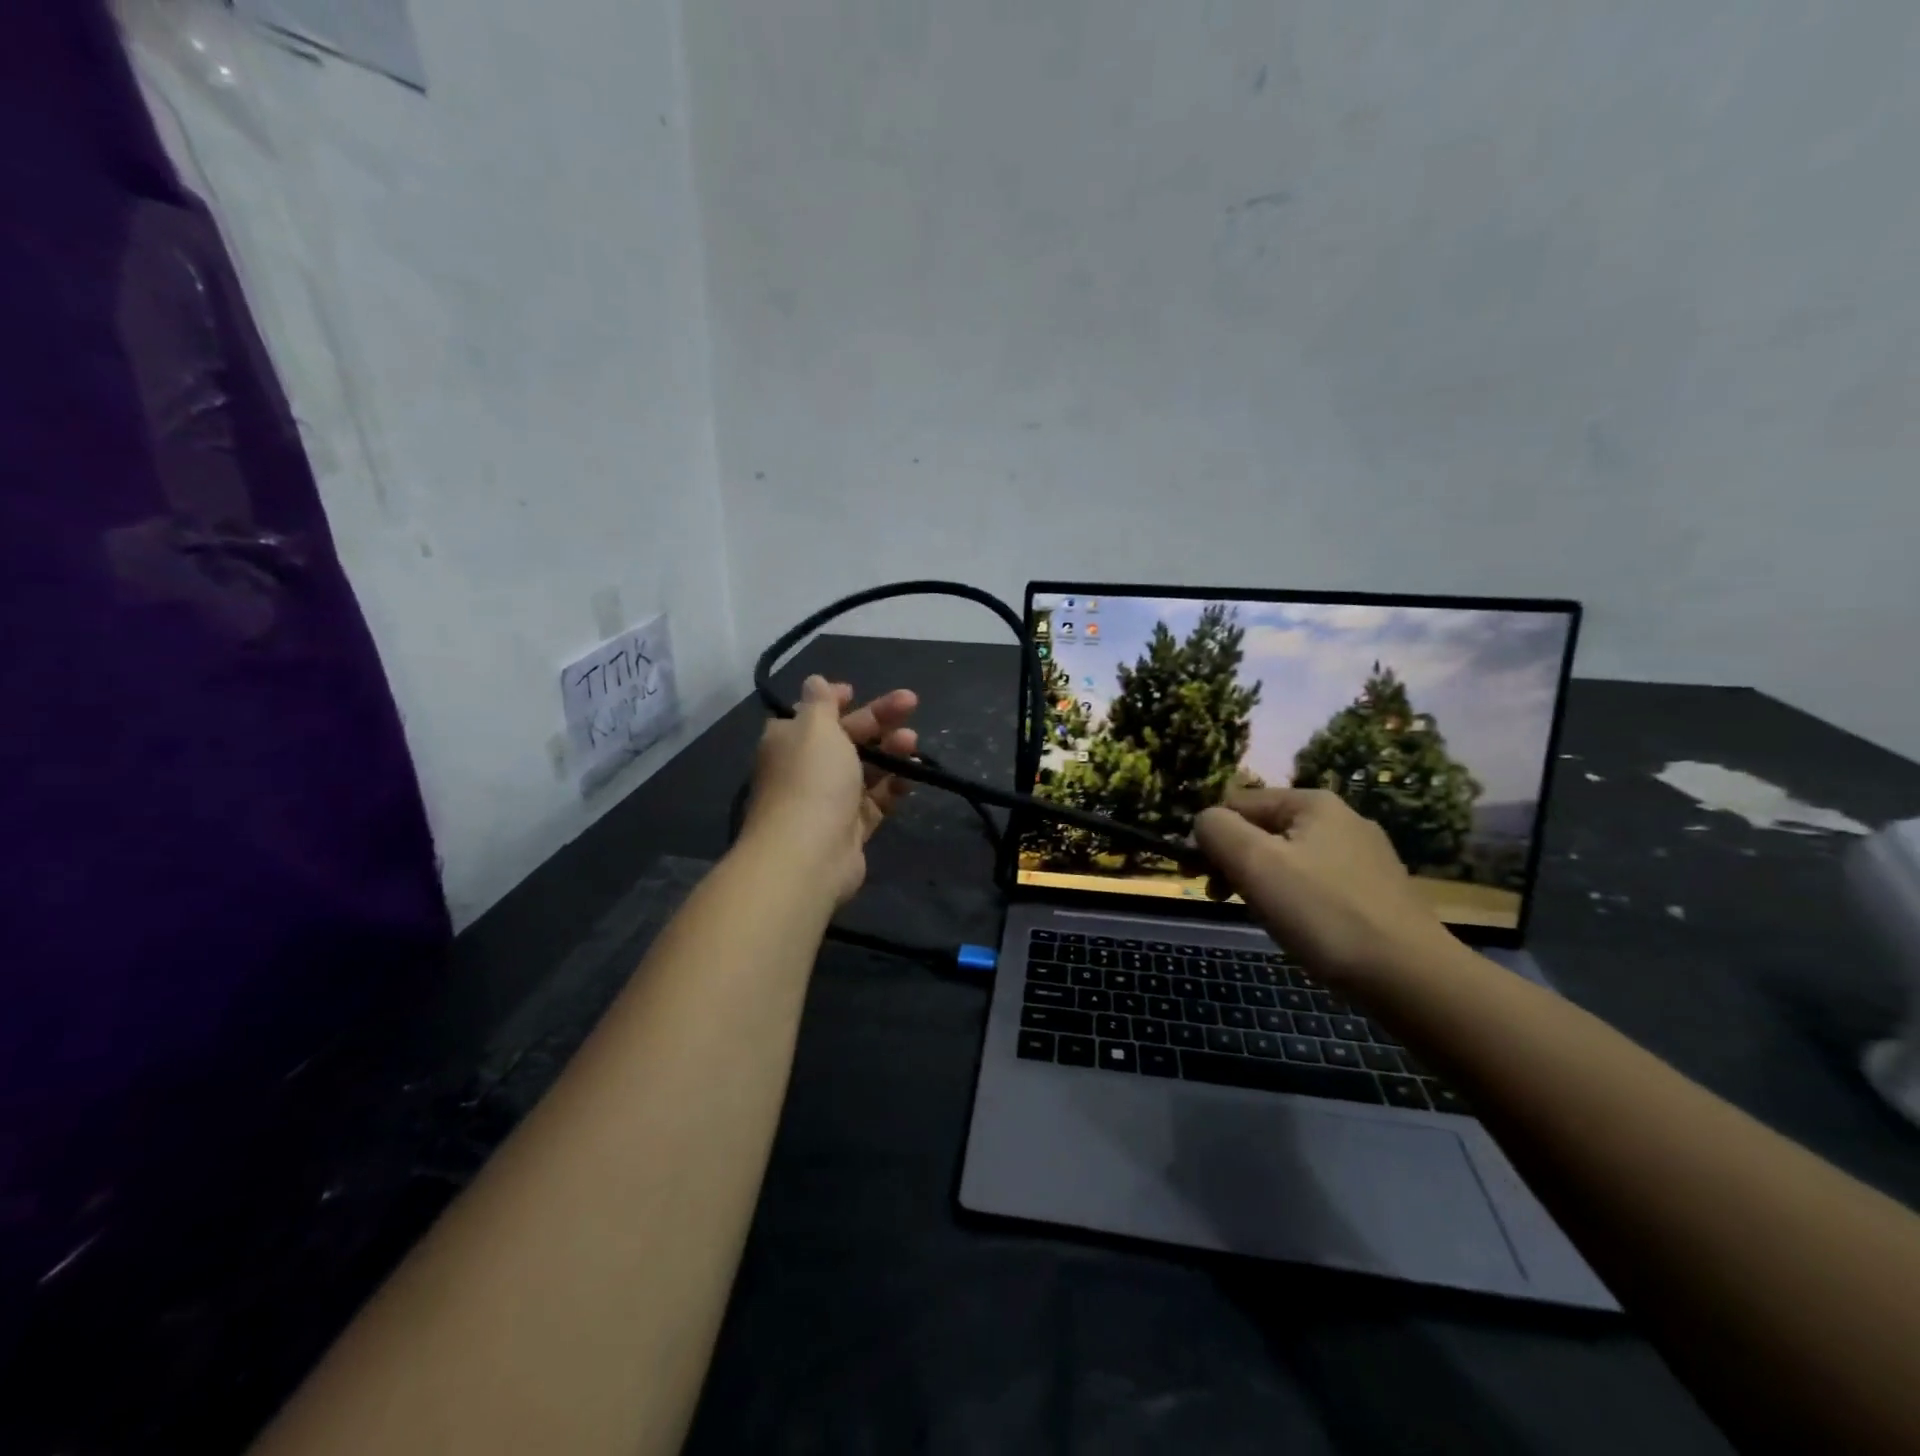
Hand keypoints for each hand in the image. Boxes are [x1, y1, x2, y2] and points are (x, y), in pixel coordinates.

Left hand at [740, 675, 918, 904]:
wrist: (808, 855)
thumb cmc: (811, 780)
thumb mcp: (815, 727)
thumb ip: (821, 702)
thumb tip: (814, 681)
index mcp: (789, 740)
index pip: (812, 714)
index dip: (835, 700)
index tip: (857, 690)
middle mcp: (806, 768)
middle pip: (846, 737)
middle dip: (878, 719)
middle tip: (911, 703)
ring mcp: (828, 801)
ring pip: (864, 768)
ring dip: (890, 751)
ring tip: (913, 741)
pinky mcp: (850, 828)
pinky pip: (875, 801)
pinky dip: (893, 786)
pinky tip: (912, 774)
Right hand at [1195, 787, 1458, 986]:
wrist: (1410, 978)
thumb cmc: (1322, 913)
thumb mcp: (1255, 863)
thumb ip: (1217, 830)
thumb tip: (1204, 822)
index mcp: (1313, 803)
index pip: (1237, 803)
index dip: (1210, 836)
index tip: (1197, 876)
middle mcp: (1341, 819)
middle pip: (1262, 829)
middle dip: (1233, 860)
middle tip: (1218, 896)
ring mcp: (1363, 856)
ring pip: (1286, 858)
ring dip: (1259, 881)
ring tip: (1256, 914)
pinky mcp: (1375, 892)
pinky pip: (1313, 882)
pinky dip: (1291, 898)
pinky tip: (1294, 926)